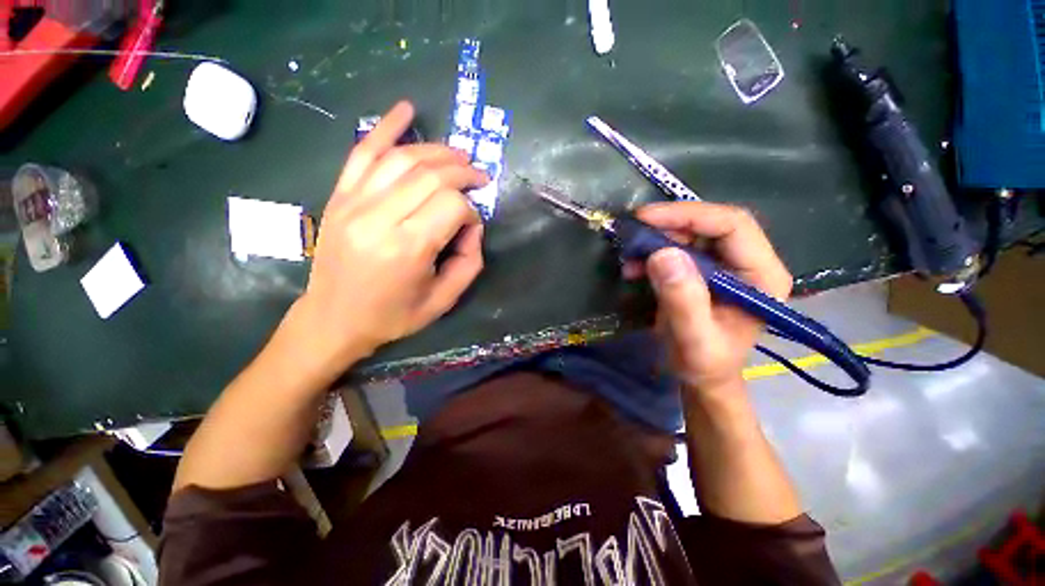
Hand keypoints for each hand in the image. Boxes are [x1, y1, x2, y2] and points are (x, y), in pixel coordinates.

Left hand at [283, 101, 488, 381]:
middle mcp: (379, 218)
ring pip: (403, 158)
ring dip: (437, 152)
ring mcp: (353, 202)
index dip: (470, 210)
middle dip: (462, 171)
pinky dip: (386, 127)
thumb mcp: (443, 300)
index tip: (471, 225)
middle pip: (430, 175)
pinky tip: (406, 110)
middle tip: (478, 177)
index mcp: (407, 248)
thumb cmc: (393, 315)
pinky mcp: (340, 196)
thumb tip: (473, 225)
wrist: (334, 319)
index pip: (451, 206)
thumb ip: (470, 261)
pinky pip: (363, 152)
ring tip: (458, 157)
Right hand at [626, 202, 791, 398]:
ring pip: (691, 233)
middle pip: (710, 224)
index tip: (645, 219)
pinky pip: (678, 248)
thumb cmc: (703, 363)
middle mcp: (749, 262)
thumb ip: (683, 300)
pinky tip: (634, 267)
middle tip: (632, 234)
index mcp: (761, 275)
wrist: (701, 376)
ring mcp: (727, 265)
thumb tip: (662, 254)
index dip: (688, 215)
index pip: (732, 225)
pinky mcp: (705, 270)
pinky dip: (653, 252)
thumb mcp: (693, 338)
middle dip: (668, 225)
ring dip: (657, 239)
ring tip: (629, 256)